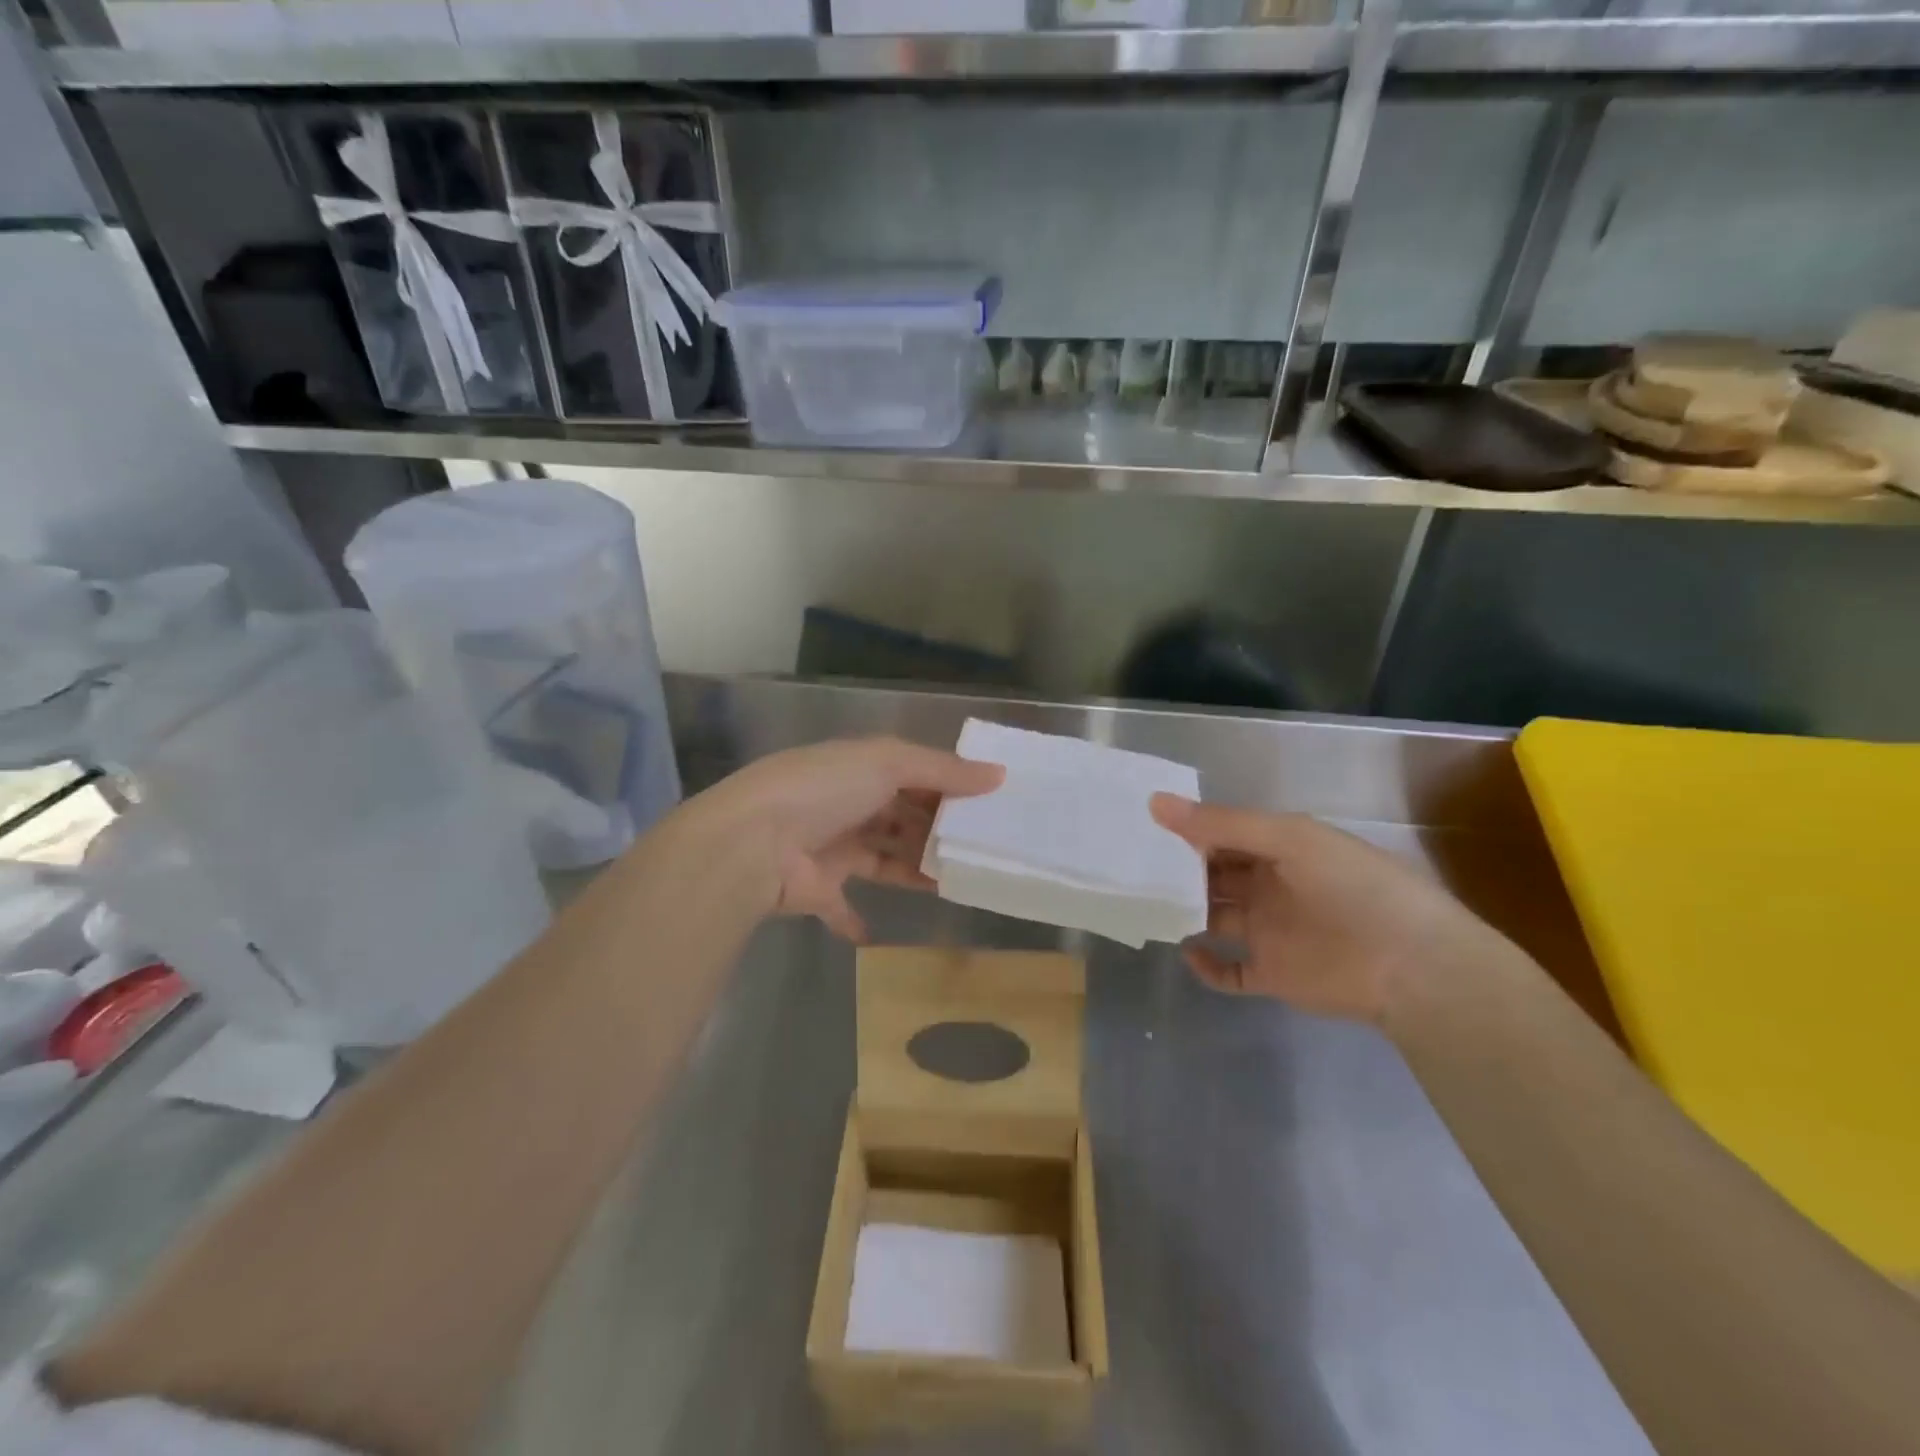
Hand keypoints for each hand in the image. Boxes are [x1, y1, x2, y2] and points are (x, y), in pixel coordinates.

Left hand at [682, 737, 1002, 942]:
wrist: (753, 843)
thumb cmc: (824, 790)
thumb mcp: (888, 764)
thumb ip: (943, 770)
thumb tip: (999, 775)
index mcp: (859, 769)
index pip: (912, 775)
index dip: (947, 787)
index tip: (986, 805)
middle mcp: (846, 805)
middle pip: (900, 818)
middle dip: (934, 831)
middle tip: (980, 848)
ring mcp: (830, 848)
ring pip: (884, 859)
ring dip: (914, 870)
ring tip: (957, 883)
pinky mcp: (818, 889)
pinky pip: (843, 907)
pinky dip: (857, 920)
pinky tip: (880, 934)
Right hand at [1150, 795, 1519, 1027]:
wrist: (1412, 966)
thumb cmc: (1352, 887)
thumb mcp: (1289, 839)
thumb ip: (1221, 824)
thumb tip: (1155, 802)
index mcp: (1281, 849)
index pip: (1224, 835)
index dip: (1189, 830)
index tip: (1145, 827)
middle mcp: (1272, 887)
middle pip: (1215, 875)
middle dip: (1180, 870)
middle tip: (1133, 866)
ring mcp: (1271, 932)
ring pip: (1216, 918)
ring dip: (1187, 912)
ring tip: (1147, 905)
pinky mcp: (1273, 974)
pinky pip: (1229, 971)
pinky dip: (1206, 966)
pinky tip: (1186, 952)